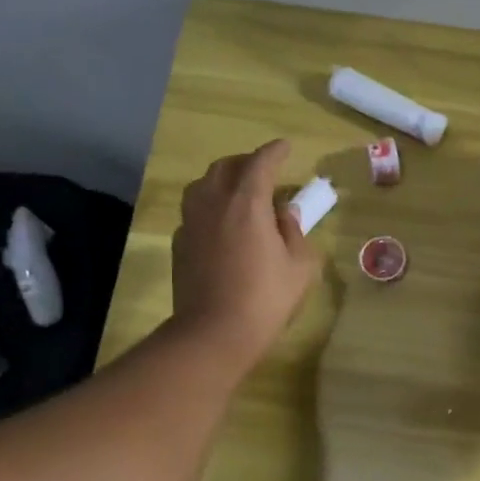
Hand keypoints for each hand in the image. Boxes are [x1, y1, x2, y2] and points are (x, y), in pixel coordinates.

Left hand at [171, 139, 318, 369]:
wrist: (213, 332)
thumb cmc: (265, 299)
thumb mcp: (300, 266)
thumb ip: (294, 232)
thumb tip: (284, 213)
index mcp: (247, 203)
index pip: (260, 163)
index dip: (275, 151)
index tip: (285, 147)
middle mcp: (214, 203)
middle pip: (226, 167)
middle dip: (246, 163)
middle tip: (264, 172)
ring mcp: (191, 222)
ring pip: (203, 185)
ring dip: (223, 181)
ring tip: (239, 194)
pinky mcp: (179, 243)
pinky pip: (194, 211)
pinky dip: (210, 207)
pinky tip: (222, 225)